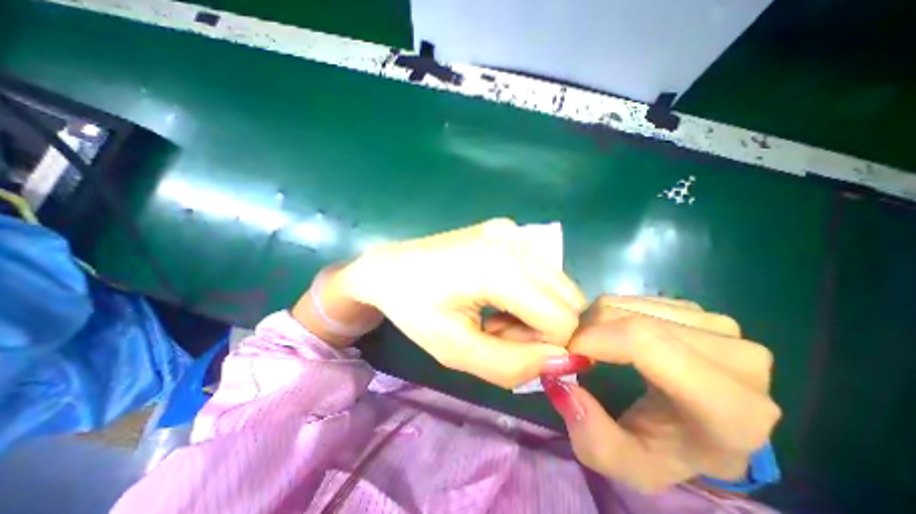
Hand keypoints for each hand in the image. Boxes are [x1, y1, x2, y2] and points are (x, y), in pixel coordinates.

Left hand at [337, 216, 586, 389]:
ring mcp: (512, 229)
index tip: (506, 347)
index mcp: (500, 266)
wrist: (389, 267)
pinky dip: (531, 291)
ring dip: (538, 309)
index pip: (563, 319)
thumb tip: (566, 361)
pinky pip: (542, 269)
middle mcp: (515, 239)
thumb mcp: (456, 350)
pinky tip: (498, 293)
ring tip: (497, 314)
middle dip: (544, 327)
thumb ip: (513, 365)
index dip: (543, 346)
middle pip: (568, 299)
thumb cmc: (414, 308)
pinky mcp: (508, 229)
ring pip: (559, 284)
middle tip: (500, 332)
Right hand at [543, 298, 779, 493]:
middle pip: (630, 319)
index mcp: (730, 407)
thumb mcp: (627, 463)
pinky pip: (635, 299)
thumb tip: (561, 382)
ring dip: (597, 321)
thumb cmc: (669, 449)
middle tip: (575, 352)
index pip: (644, 342)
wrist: (705, 429)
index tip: (567, 352)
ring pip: (628, 304)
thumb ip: (592, 436)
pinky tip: (615, 335)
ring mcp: (720, 326)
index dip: (593, 338)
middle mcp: (737, 357)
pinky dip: (612, 314)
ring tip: (594, 346)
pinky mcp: (700, 310)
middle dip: (588, 330)